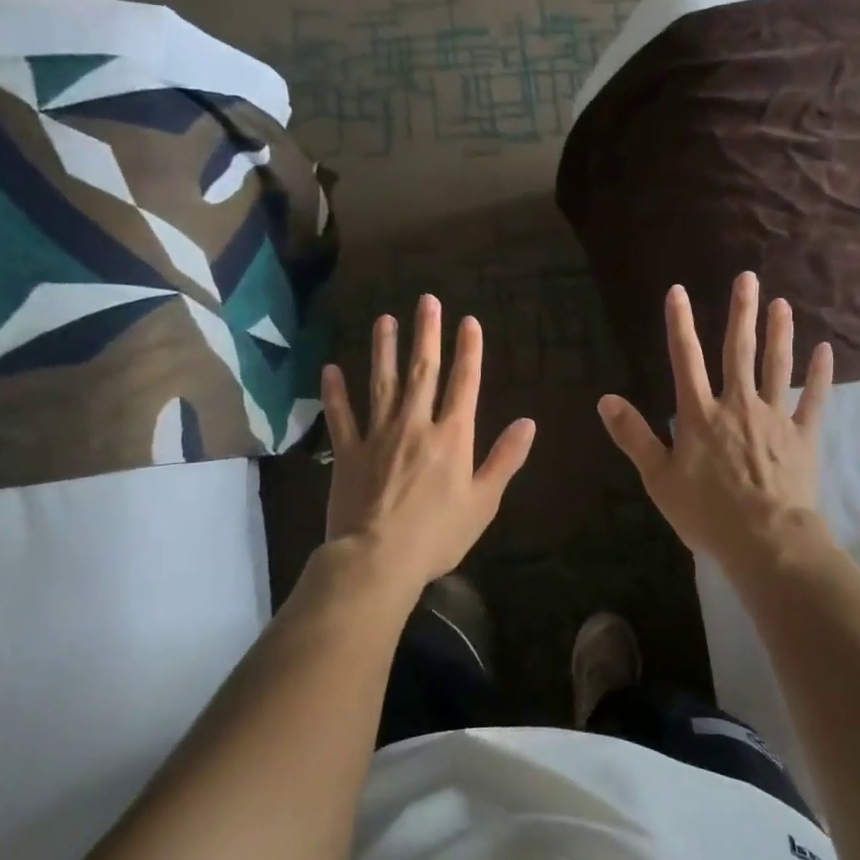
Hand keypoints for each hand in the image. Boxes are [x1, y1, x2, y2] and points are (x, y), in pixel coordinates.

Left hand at [319, 295, 536, 596]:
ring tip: (385, 320)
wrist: (376, 559)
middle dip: (427, 334)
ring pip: (382, 383)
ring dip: (385, 350)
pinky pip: (341, 417)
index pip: (464, 383)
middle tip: (427, 300)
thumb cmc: (438, 535)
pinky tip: (331, 370)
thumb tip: (528, 422)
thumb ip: (505, 459)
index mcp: (452, 436)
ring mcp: (378, 436)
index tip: (469, 321)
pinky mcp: (347, 453)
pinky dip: (336, 393)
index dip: (469, 350)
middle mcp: (416, 425)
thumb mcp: (484, 501)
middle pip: (423, 372)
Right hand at [598, 272, 831, 571]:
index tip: (679, 291)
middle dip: (741, 313)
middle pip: (739, 351)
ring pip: (777, 366)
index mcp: (701, 414)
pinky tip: (826, 350)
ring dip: (780, 333)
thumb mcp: (659, 479)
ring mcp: (775, 417)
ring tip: (782, 304)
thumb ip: (633, 436)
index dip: (680, 323)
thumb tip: (606, 399)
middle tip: (748, 278)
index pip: (686, 359)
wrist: (766, 540)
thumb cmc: (707, 513)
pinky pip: (815, 399)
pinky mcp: (803, 436)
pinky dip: (821, 375)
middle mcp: (738, 404)